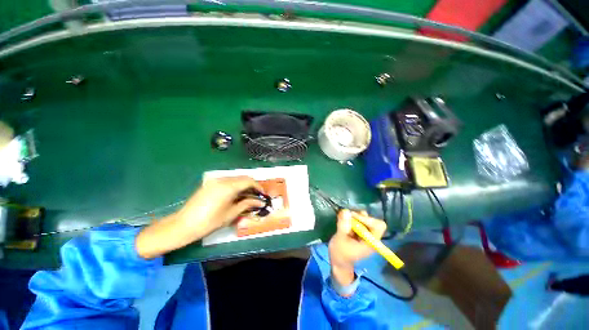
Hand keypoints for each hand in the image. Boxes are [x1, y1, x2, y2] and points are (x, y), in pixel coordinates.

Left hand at [136, 176, 264, 258]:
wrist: (183, 225)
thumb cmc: (209, 222)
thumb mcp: (231, 213)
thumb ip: (247, 204)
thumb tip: (260, 202)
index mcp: (228, 187)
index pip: (249, 181)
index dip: (258, 187)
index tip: (262, 195)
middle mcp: (222, 180)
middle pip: (243, 178)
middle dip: (252, 185)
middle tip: (257, 196)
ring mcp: (215, 180)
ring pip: (235, 178)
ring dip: (244, 185)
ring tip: (248, 196)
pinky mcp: (210, 183)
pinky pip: (227, 181)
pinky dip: (235, 185)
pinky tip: (236, 195)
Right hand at [328, 210, 386, 285]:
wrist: (338, 262)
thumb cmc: (340, 253)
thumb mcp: (340, 238)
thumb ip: (343, 225)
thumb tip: (345, 211)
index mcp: (370, 242)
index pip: (378, 226)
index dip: (367, 219)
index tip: (354, 217)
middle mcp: (370, 237)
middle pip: (372, 221)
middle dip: (359, 216)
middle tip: (347, 216)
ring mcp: (365, 234)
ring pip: (365, 219)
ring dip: (355, 216)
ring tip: (344, 218)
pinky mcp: (359, 232)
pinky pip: (359, 221)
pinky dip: (352, 218)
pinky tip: (344, 220)